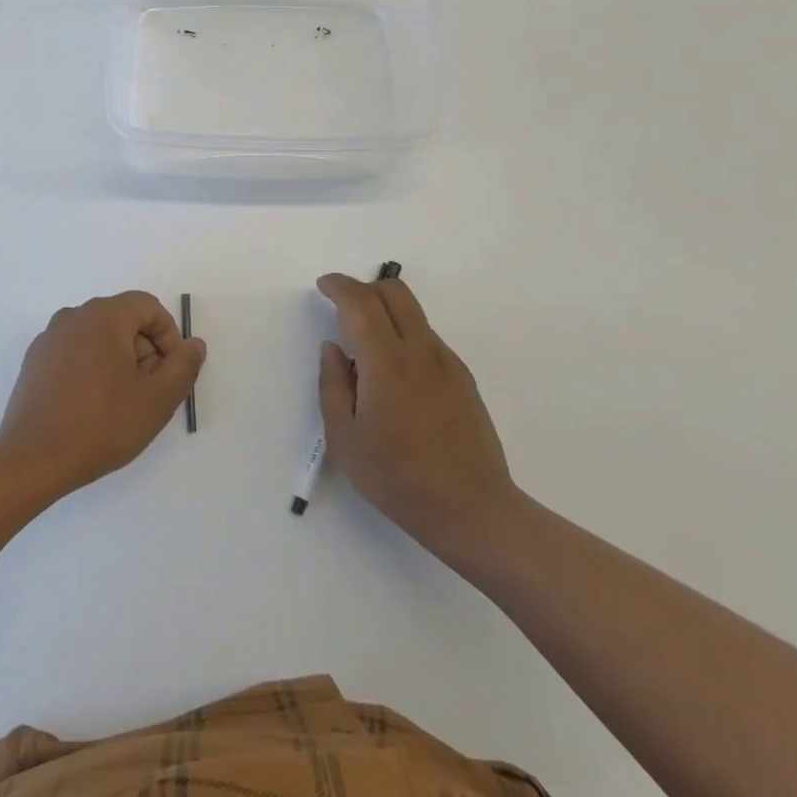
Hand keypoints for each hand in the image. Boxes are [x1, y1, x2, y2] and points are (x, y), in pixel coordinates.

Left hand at [0, 291, 205, 495]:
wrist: (33, 460)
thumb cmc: (102, 424)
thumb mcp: (157, 399)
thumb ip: (183, 366)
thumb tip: (194, 345)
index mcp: (103, 315)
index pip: (147, 306)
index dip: (168, 335)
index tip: (172, 371)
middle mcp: (73, 317)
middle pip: (122, 320)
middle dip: (145, 351)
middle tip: (151, 392)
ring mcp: (49, 339)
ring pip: (98, 338)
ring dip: (119, 362)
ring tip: (124, 404)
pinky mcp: (34, 363)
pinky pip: (75, 354)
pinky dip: (92, 370)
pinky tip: (93, 409)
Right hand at [315, 272, 525, 571]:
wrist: (473, 511)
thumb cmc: (398, 478)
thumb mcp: (345, 439)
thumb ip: (332, 385)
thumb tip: (333, 348)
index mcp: (387, 362)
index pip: (361, 303)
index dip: (339, 286)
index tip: (323, 285)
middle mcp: (421, 351)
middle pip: (395, 292)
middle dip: (364, 287)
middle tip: (342, 307)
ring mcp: (447, 363)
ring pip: (414, 314)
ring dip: (386, 312)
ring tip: (366, 350)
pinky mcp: (463, 379)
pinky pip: (428, 339)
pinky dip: (404, 336)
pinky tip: (395, 378)